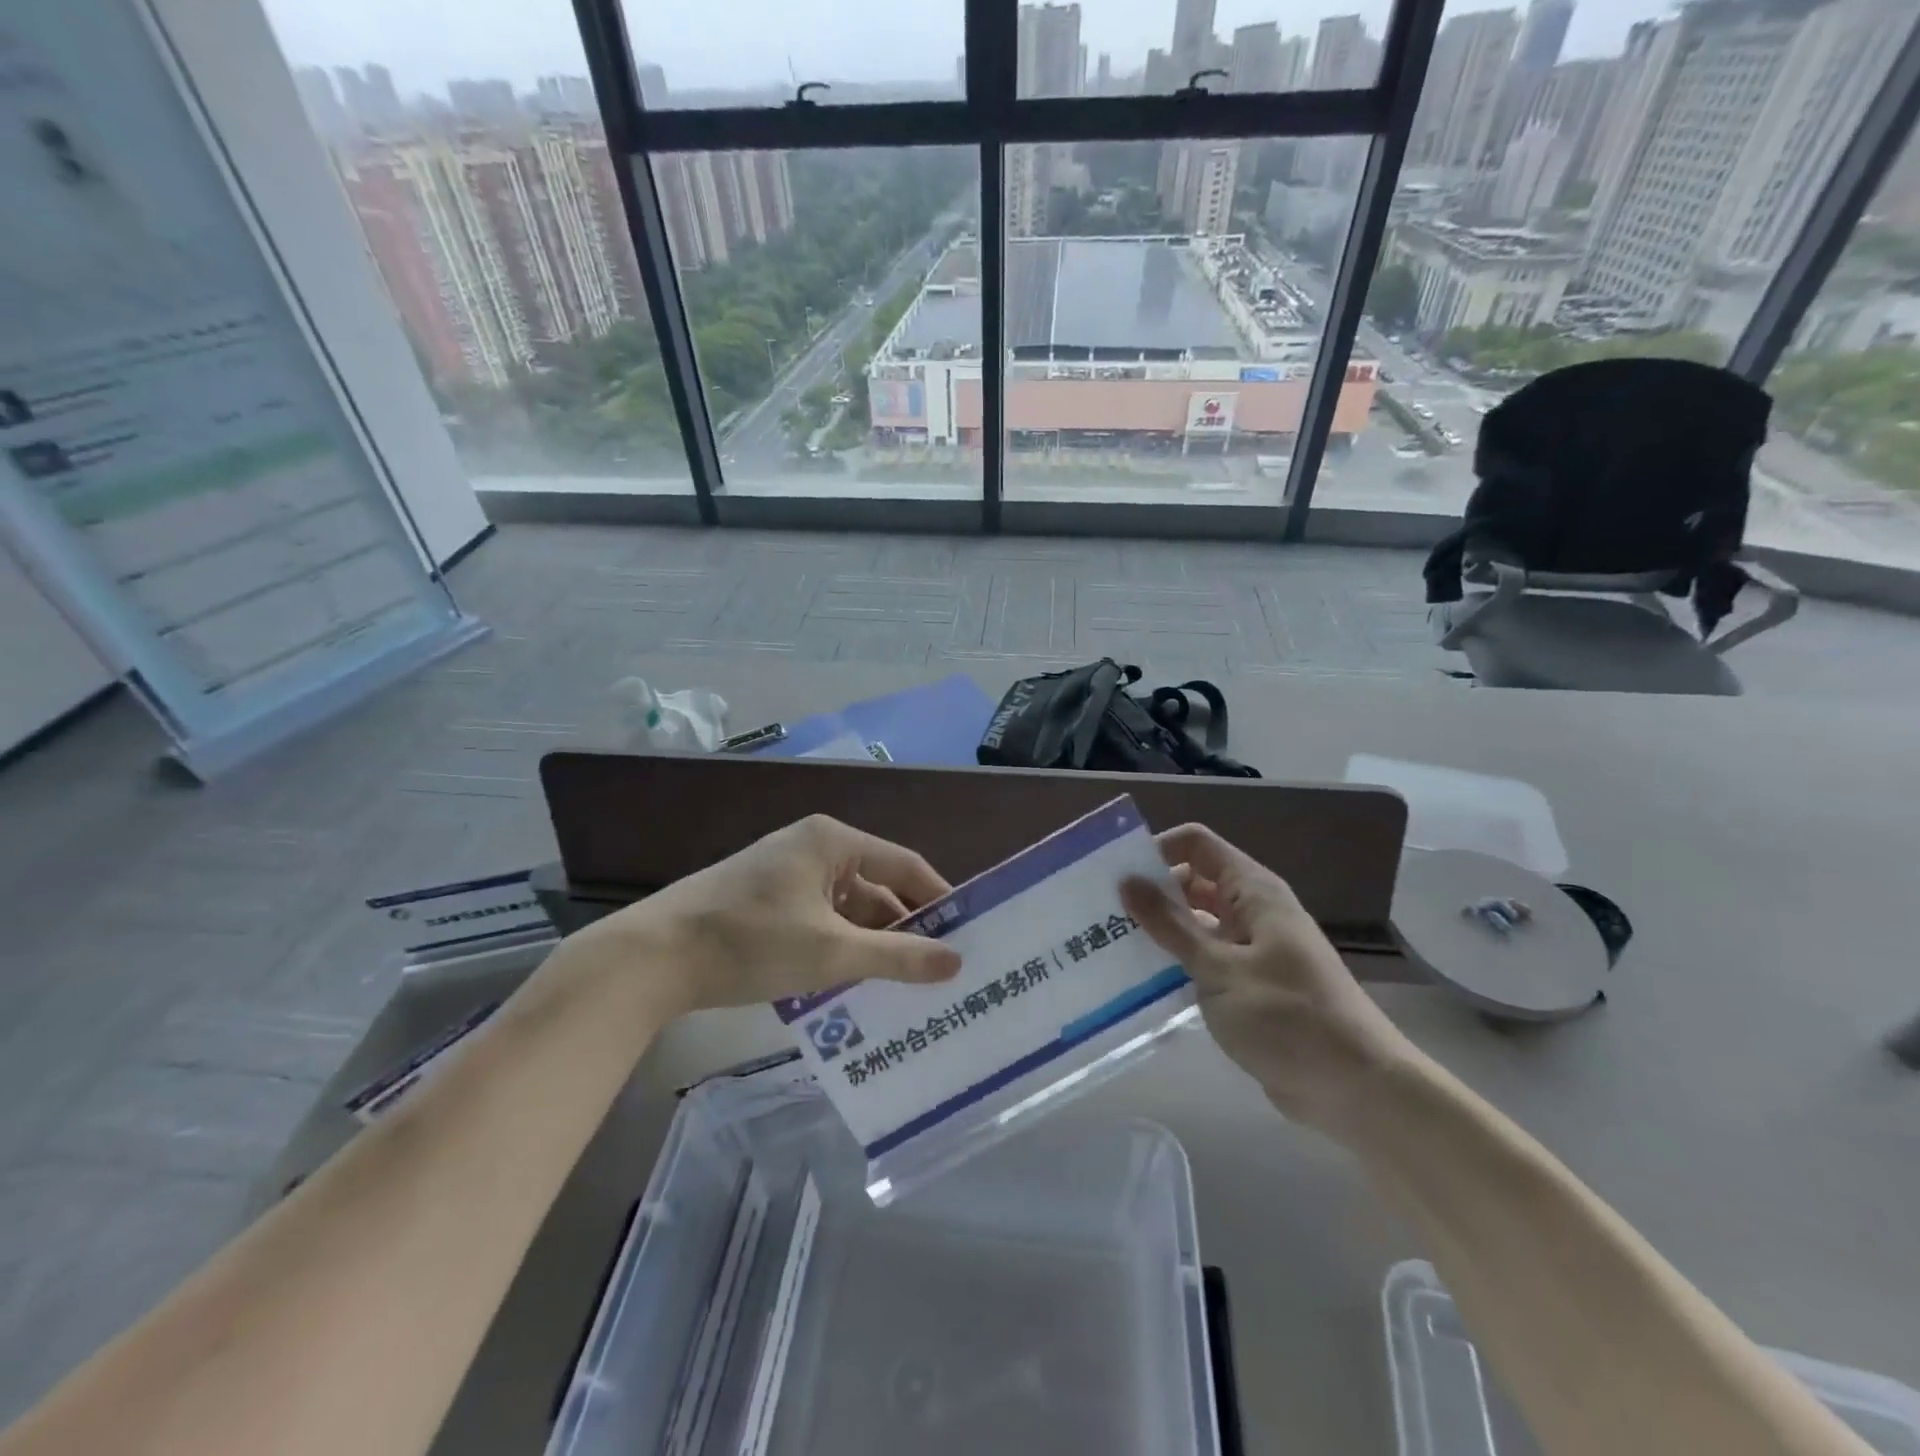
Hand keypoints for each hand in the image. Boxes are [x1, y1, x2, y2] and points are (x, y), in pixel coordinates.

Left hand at [561, 815, 961, 1015]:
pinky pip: (819, 920)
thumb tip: (956, 962)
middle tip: (936, 971)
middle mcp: (812, 847)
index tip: (967, 934)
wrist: (652, 957)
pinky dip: (838, 947)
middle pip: (875, 887)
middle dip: (903, 929)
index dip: (938, 898)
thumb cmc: (751, 941)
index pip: (904, 864)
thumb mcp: (830, 952)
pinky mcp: (764, 901)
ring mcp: (785, 874)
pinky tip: (850, 984)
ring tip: (900, 987)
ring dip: (869, 943)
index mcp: (833, 841)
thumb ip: (897, 957)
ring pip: (846, 908)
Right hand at [1121, 824, 1422, 1138]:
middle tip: (1100, 913)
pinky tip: (1138, 981)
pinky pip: (1204, 960)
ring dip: (1159, 931)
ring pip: (1195, 923)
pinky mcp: (1248, 986)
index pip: (1197, 844)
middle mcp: (1252, 911)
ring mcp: (1251, 949)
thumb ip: (1171, 925)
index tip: (1117, 875)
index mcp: (1253, 892)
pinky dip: (1175, 964)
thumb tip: (1127, 880)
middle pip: (1192, 882)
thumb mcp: (1221, 969)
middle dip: (1150, 892)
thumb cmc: (1290, 1018)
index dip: (1158, 849)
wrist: (1358, 1090)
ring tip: (1107, 945)